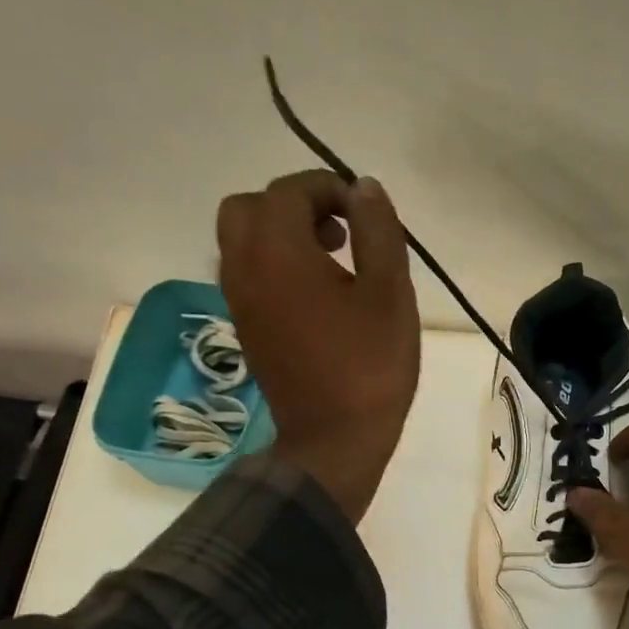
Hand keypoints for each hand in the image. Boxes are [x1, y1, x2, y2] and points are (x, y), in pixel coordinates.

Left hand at [217, 170, 419, 521]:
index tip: (365, 213)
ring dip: (280, 235)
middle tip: (338, 231)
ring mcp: (239, 301)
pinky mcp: (246, 329)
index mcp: (278, 251)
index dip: (330, 189)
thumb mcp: (390, 295)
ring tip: (332, 263)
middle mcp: (244, 268)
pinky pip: (247, 275)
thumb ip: (378, 232)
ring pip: (242, 242)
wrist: (334, 441)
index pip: (290, 191)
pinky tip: (316, 296)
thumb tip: (365, 187)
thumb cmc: (369, 367)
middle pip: (250, 208)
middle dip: (293, 206)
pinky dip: (273, 266)